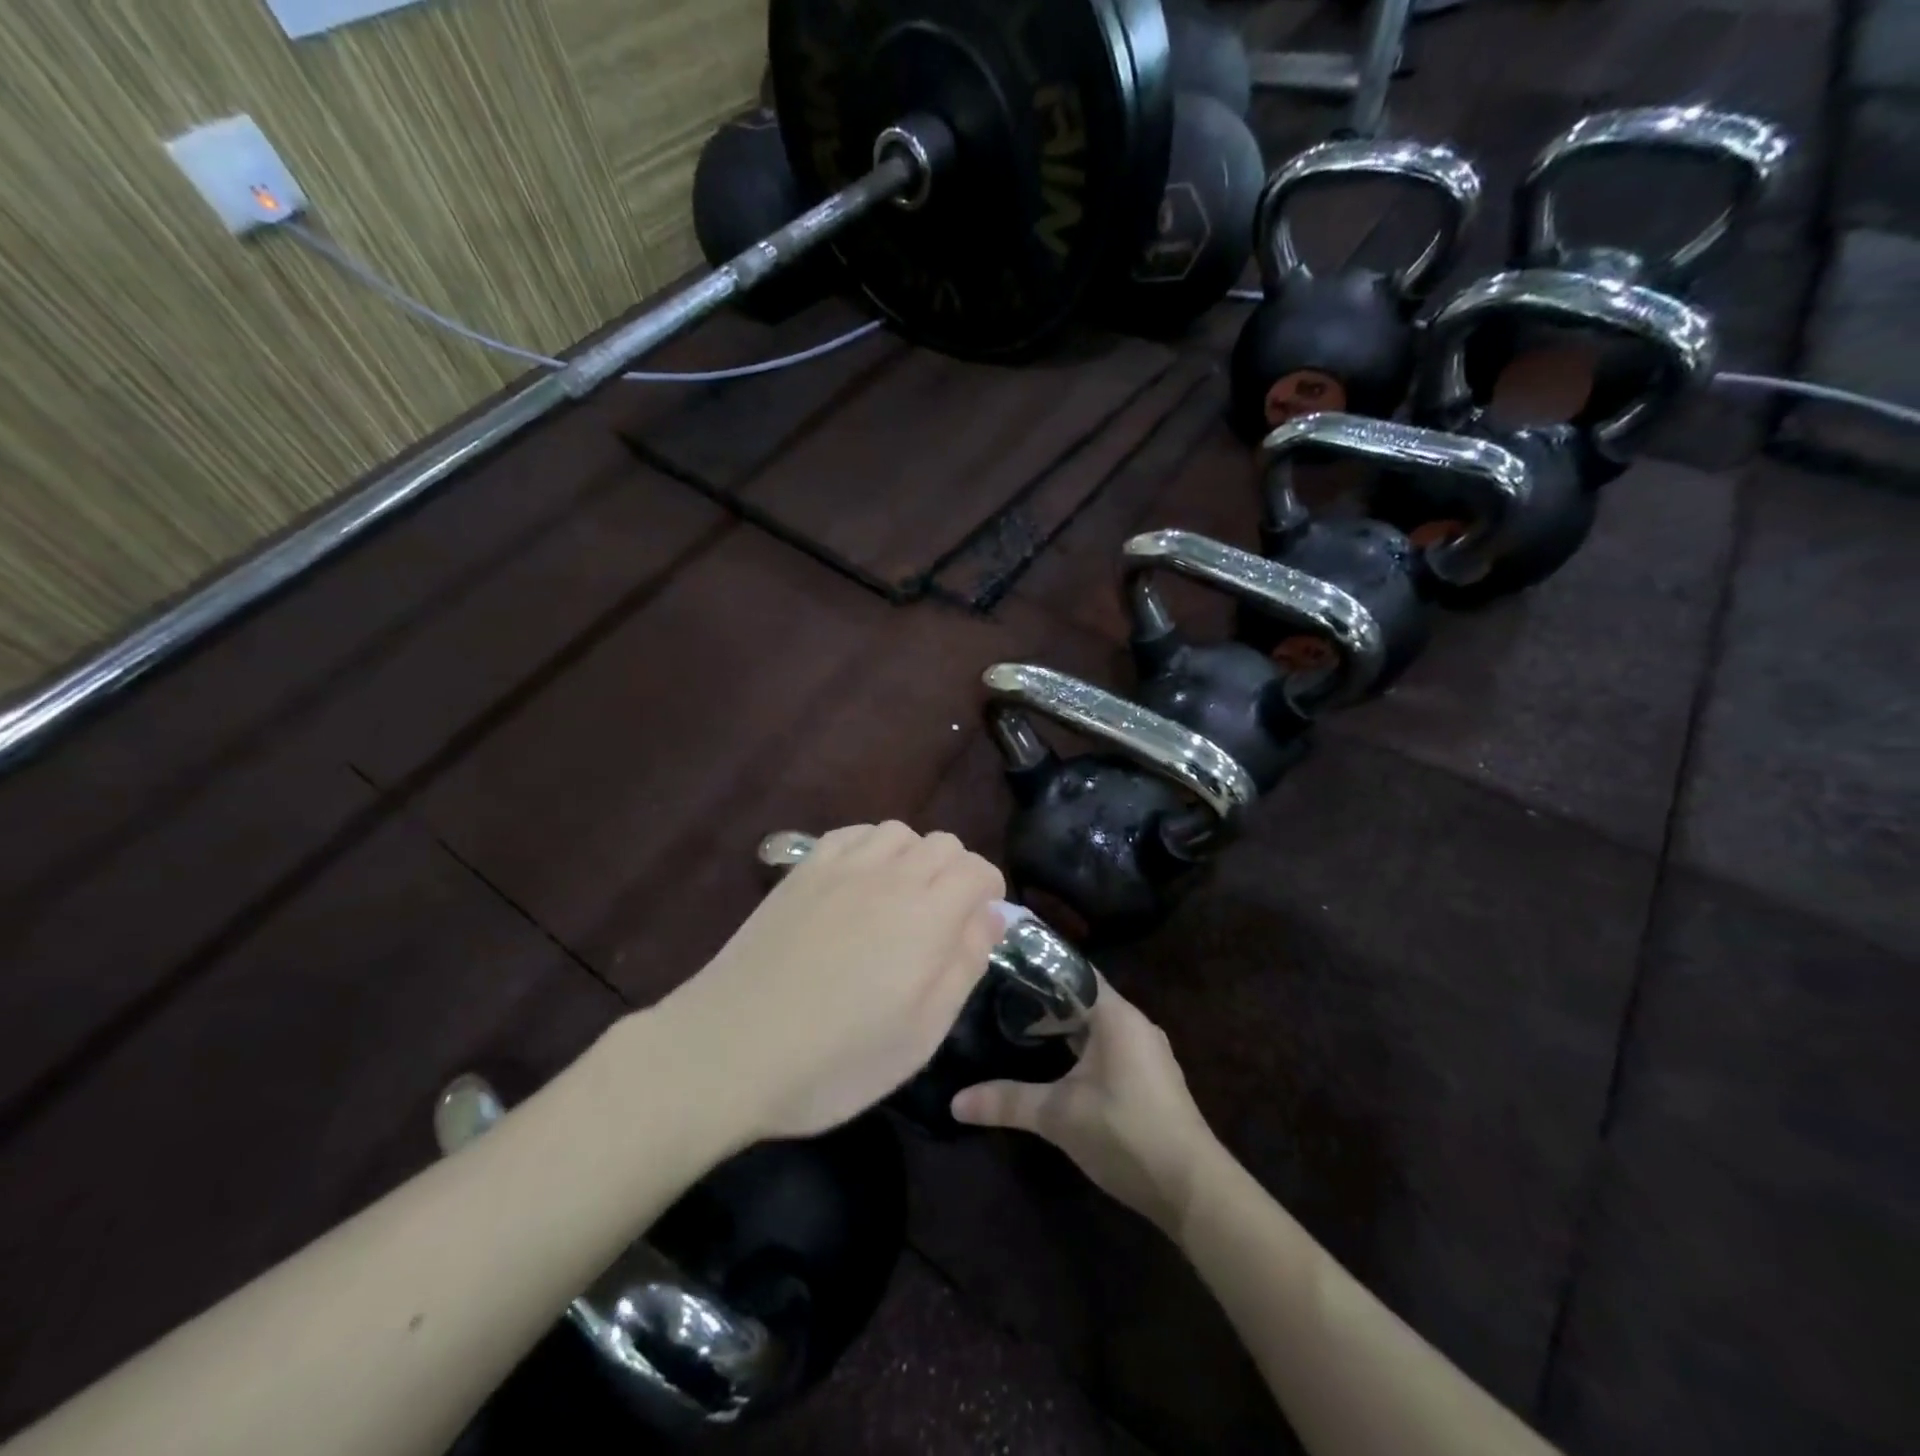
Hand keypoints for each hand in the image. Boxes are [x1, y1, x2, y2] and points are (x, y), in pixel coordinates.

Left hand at [653, 823, 1004, 1143]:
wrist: (731, 1047)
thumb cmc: (837, 1057)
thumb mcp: (922, 1033)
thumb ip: (964, 965)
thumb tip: (990, 916)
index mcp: (928, 915)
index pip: (977, 869)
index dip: (989, 891)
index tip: (981, 924)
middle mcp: (890, 875)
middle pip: (942, 844)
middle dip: (957, 872)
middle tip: (944, 921)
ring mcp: (841, 867)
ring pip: (898, 832)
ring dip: (914, 857)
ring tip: (902, 900)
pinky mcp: (801, 871)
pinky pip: (851, 835)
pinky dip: (871, 848)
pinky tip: (860, 883)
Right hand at [951, 979, 1220, 1234]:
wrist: (1192, 1188)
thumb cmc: (1125, 1133)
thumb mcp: (1059, 1116)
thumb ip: (1007, 1101)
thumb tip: (955, 1101)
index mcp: (1116, 1016)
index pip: (1074, 972)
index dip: (1041, 965)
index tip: (1006, 960)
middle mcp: (1135, 1024)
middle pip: (1084, 998)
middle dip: (1045, 999)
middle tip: (1003, 997)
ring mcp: (1146, 1053)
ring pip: (1097, 1026)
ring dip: (1064, 1027)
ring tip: (1022, 1029)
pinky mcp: (1150, 1079)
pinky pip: (1109, 1047)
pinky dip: (1081, 1047)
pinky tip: (1058, 1066)